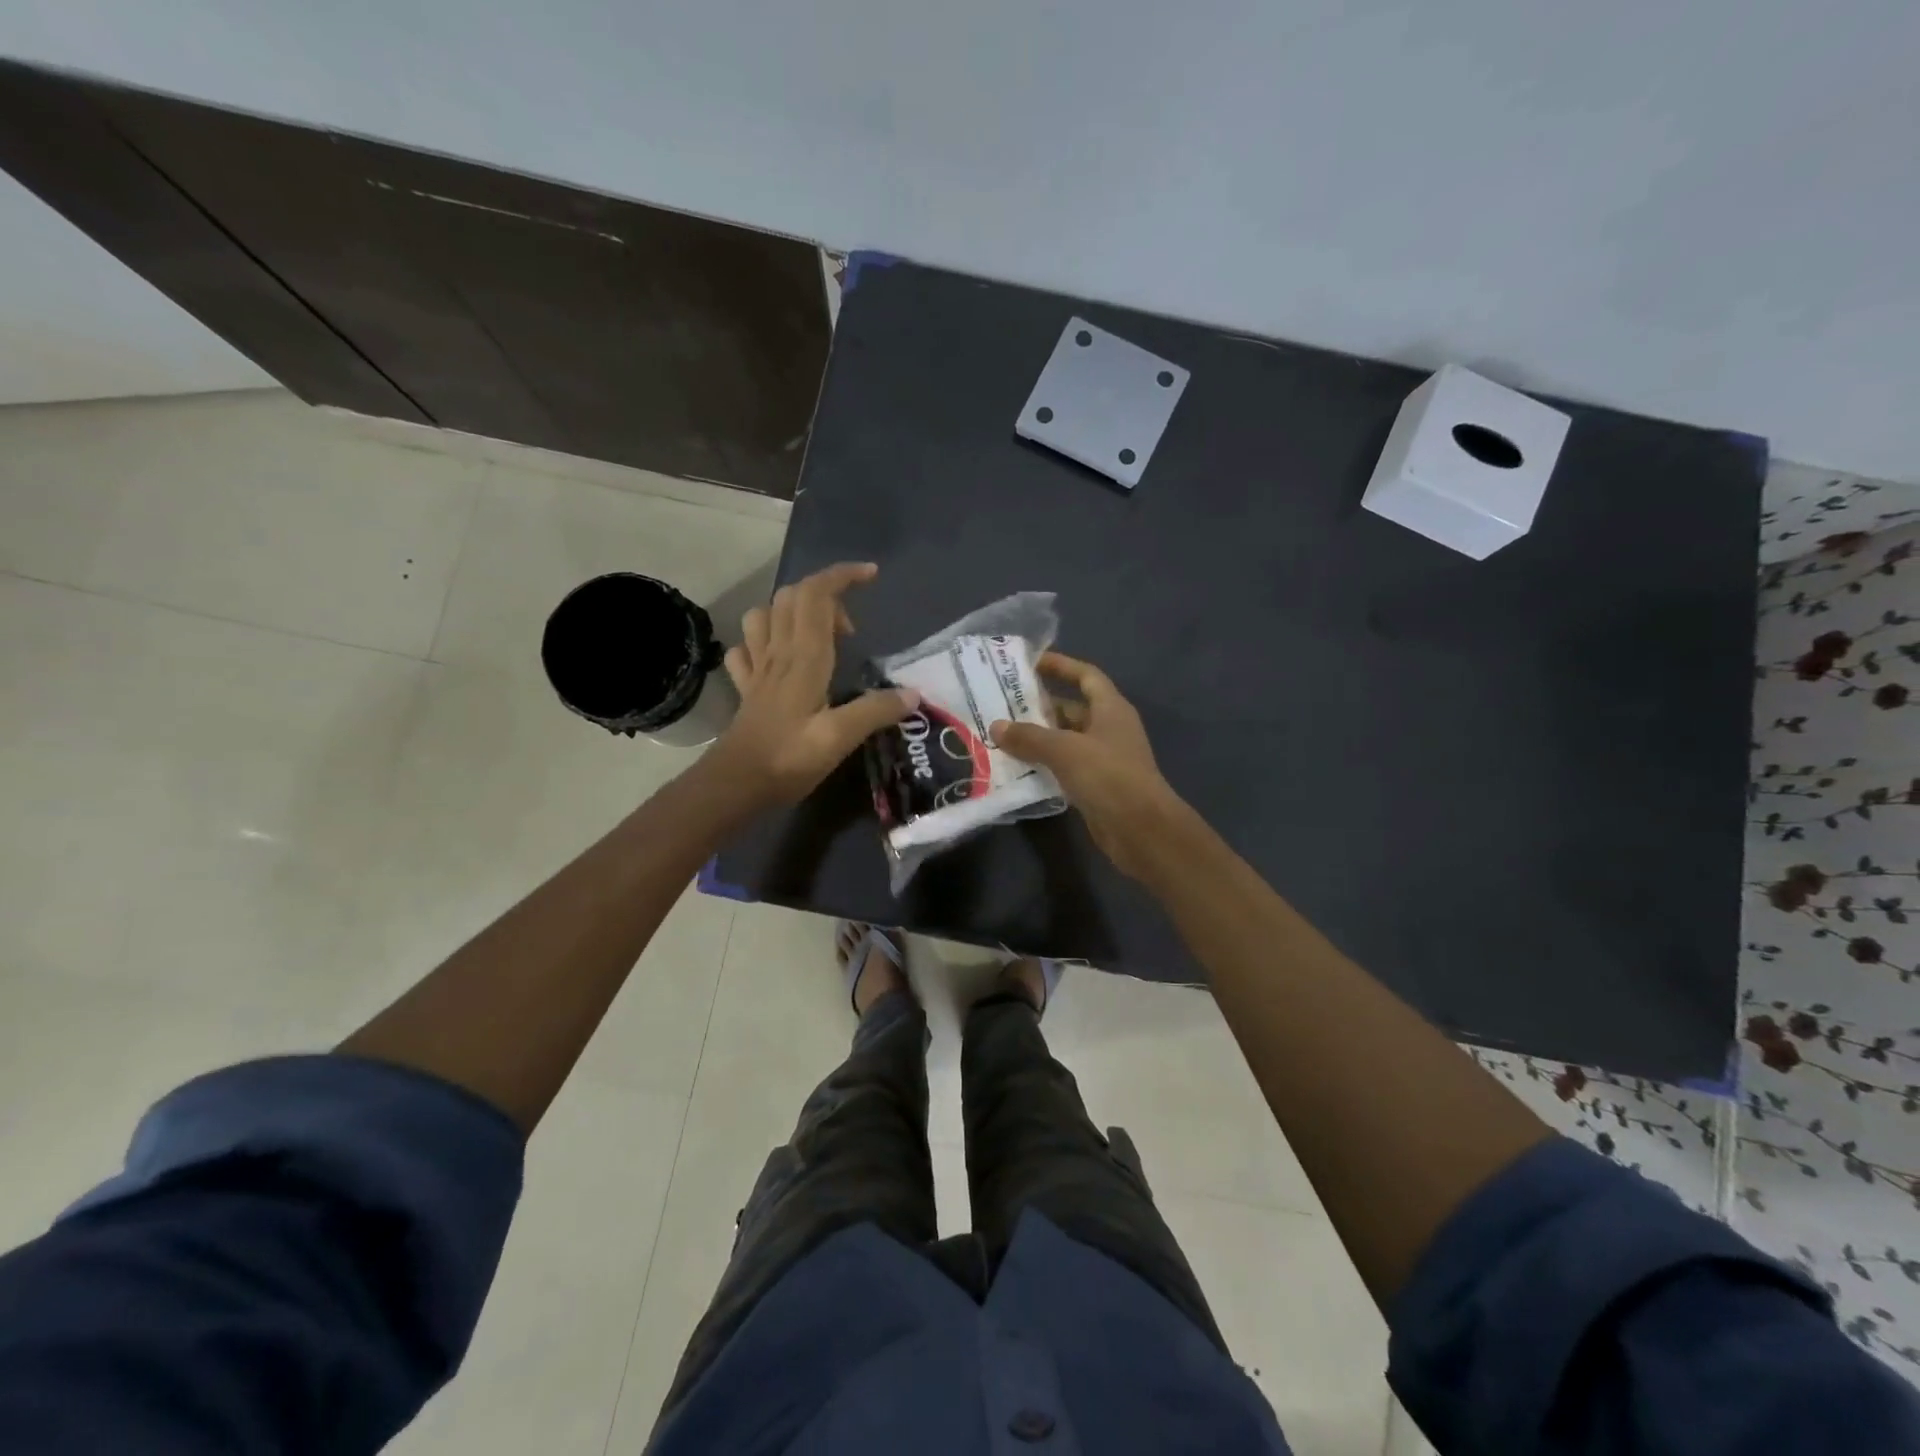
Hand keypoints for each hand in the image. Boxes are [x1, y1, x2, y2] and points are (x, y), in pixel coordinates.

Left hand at [712, 562, 919, 803]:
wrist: (735, 784)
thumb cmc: (788, 759)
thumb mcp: (840, 737)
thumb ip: (876, 711)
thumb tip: (913, 694)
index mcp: (804, 657)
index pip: (816, 595)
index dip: (842, 576)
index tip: (870, 575)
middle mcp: (778, 653)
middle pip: (791, 597)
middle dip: (825, 594)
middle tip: (851, 629)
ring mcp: (758, 669)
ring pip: (764, 615)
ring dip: (791, 612)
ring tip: (816, 637)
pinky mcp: (746, 688)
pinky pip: (747, 649)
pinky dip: (762, 642)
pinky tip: (775, 659)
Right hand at [990, 652, 1183, 878]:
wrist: (1142, 830)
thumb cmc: (1108, 776)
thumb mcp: (1065, 750)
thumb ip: (1029, 737)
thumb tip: (996, 727)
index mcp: (1111, 709)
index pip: (1086, 676)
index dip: (1061, 666)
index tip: (1031, 663)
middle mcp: (1109, 729)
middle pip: (1072, 709)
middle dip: (1040, 706)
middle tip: (1003, 704)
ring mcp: (1104, 759)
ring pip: (1066, 740)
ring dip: (1039, 738)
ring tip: (1002, 735)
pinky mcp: (1097, 786)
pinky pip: (1065, 767)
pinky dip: (1045, 765)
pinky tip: (1017, 768)